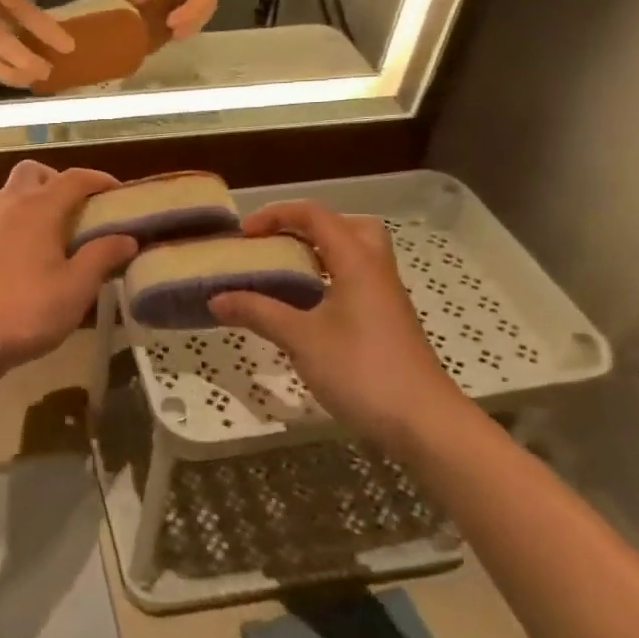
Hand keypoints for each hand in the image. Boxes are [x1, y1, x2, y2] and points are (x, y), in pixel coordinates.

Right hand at [0, 0, 73, 87]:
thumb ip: (12, 6)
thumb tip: (39, 32)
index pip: (23, 12)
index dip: (47, 31)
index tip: (69, 47)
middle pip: (2, 44)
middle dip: (27, 62)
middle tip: (47, 72)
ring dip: (10, 74)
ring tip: (30, 80)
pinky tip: (6, 77)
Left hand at [0, 163, 136, 374]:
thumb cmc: (29, 309)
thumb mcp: (78, 286)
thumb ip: (103, 256)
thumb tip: (127, 238)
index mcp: (39, 207)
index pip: (75, 178)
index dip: (101, 180)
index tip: (122, 195)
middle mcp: (13, 205)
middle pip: (36, 172)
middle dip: (61, 181)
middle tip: (83, 209)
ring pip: (16, 191)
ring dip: (40, 198)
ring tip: (63, 229)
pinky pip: (7, 215)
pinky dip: (26, 218)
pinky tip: (40, 252)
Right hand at [210, 202, 469, 451]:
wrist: (423, 422)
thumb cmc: (361, 370)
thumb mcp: (300, 339)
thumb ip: (257, 313)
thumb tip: (215, 299)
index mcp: (357, 262)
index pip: (316, 216)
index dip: (276, 215)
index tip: (244, 234)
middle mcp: (375, 270)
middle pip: (347, 226)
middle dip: (309, 227)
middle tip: (278, 245)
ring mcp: (385, 298)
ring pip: (355, 256)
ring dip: (320, 254)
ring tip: (286, 274)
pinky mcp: (387, 323)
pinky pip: (356, 282)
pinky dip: (328, 281)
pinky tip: (306, 310)